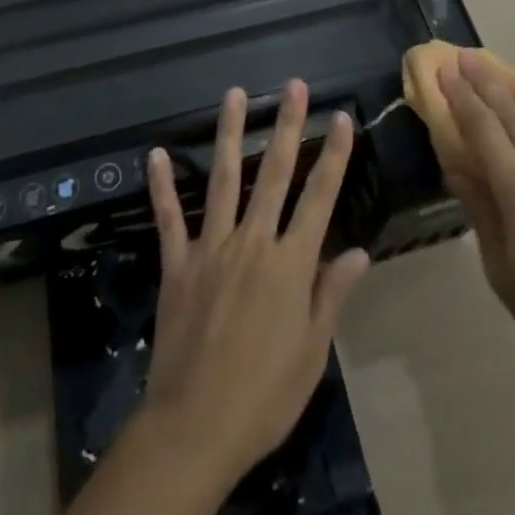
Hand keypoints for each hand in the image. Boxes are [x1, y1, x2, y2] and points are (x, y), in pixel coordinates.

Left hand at [141, 82, 368, 486]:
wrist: (195, 427)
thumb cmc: (264, 396)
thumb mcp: (311, 351)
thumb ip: (331, 294)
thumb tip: (358, 251)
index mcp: (291, 264)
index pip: (320, 197)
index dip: (333, 155)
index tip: (341, 117)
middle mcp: (253, 242)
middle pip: (274, 173)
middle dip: (286, 125)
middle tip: (293, 86)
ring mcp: (211, 248)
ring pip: (223, 179)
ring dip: (230, 134)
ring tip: (234, 95)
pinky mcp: (177, 264)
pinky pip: (170, 218)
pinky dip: (162, 186)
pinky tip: (156, 154)